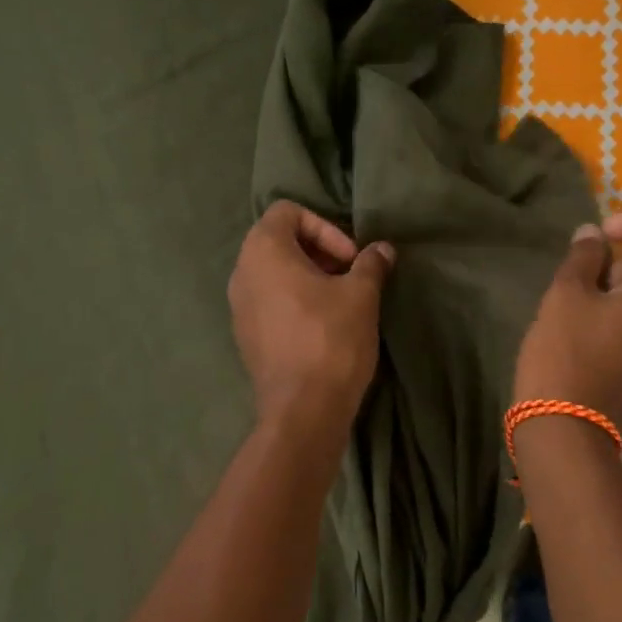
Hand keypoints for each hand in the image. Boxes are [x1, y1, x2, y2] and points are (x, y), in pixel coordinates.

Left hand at [229, 201, 393, 433]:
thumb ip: (371, 264)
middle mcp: (242, 273)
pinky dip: (295, 301)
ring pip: (274, 273)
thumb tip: (382, 249)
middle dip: (319, 251)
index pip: (287, 212)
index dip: (324, 226)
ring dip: (309, 277)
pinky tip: (323, 326)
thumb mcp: (361, 294)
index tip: (350, 258)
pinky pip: (269, 302)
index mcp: (263, 251)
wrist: (303, 409)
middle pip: (279, 241)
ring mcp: (238, 308)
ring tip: (341, 301)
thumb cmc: (331, 339)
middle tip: (350, 275)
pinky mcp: (245, 337)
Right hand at [513, 209, 621, 435]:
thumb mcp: (566, 294)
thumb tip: (593, 236)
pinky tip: (588, 337)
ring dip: (619, 291)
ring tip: (576, 312)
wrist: (569, 434)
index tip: (605, 234)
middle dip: (620, 264)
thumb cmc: (567, 355)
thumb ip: (584, 255)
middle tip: (576, 283)